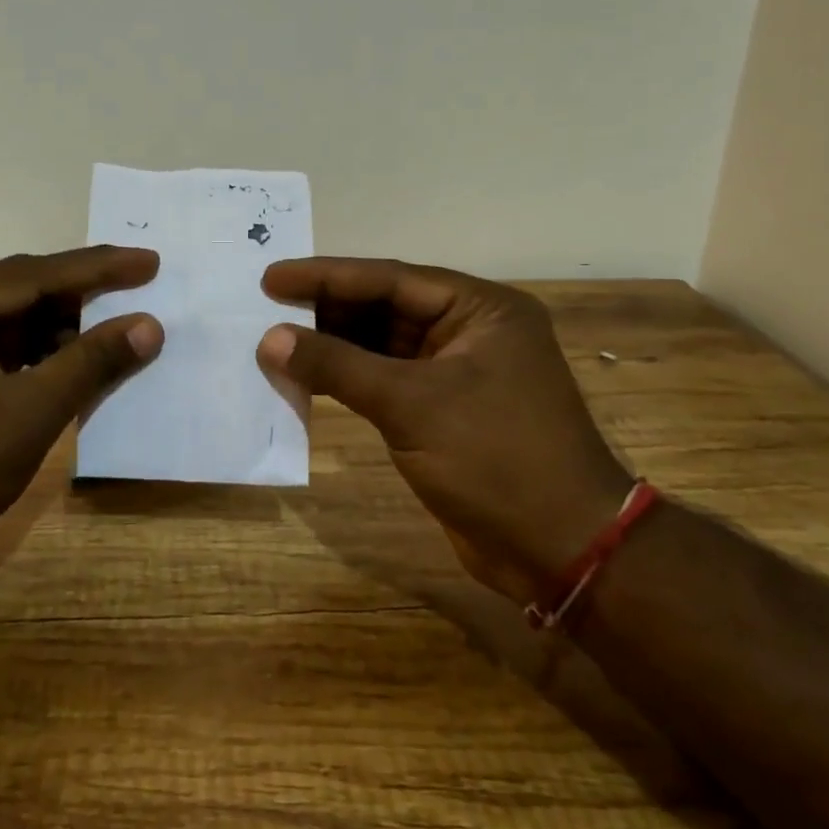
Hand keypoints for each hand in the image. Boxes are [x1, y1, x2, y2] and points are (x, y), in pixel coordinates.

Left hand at [0, 247, 162, 556]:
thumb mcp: (28, 413)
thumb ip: (90, 362)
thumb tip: (149, 325)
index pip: (33, 274)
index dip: (98, 269)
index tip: (149, 261)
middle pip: (20, 291)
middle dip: (80, 298)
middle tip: (139, 292)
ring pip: (9, 321)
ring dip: (59, 330)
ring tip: (114, 332)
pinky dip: (35, 355)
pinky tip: (70, 363)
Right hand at [257, 258, 632, 602]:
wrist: (561, 551)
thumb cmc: (495, 459)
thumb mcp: (411, 405)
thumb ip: (337, 366)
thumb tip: (270, 338)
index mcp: (480, 309)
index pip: (390, 280)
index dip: (326, 277)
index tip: (271, 278)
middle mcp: (471, 331)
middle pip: (385, 308)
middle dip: (327, 310)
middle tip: (267, 308)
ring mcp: (459, 373)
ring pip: (382, 346)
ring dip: (334, 347)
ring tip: (277, 341)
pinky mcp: (445, 411)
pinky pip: (387, 382)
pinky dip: (349, 381)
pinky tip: (309, 379)